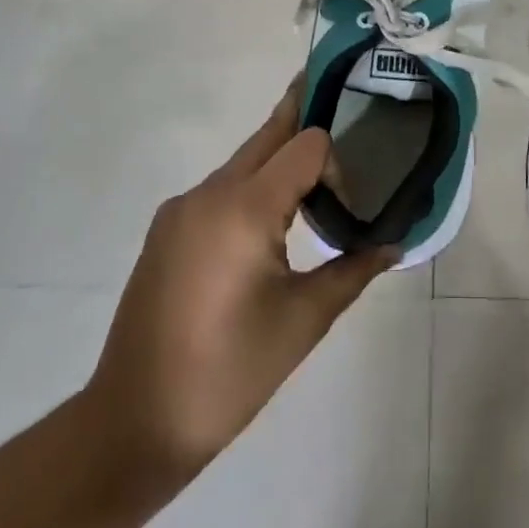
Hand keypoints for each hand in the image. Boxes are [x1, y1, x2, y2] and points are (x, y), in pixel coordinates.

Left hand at [78, 77, 395, 488]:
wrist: (133, 425)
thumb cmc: (229, 373)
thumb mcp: (303, 321)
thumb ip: (353, 269)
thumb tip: (395, 243)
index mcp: (243, 207)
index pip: (305, 144)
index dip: (337, 162)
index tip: (350, 206)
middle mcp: (208, 192)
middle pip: (269, 135)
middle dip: (306, 119)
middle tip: (345, 103)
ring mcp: (181, 208)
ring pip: (244, 161)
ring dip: (280, 161)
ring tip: (317, 183)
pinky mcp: (167, 229)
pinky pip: (221, 189)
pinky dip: (253, 188)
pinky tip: (270, 225)